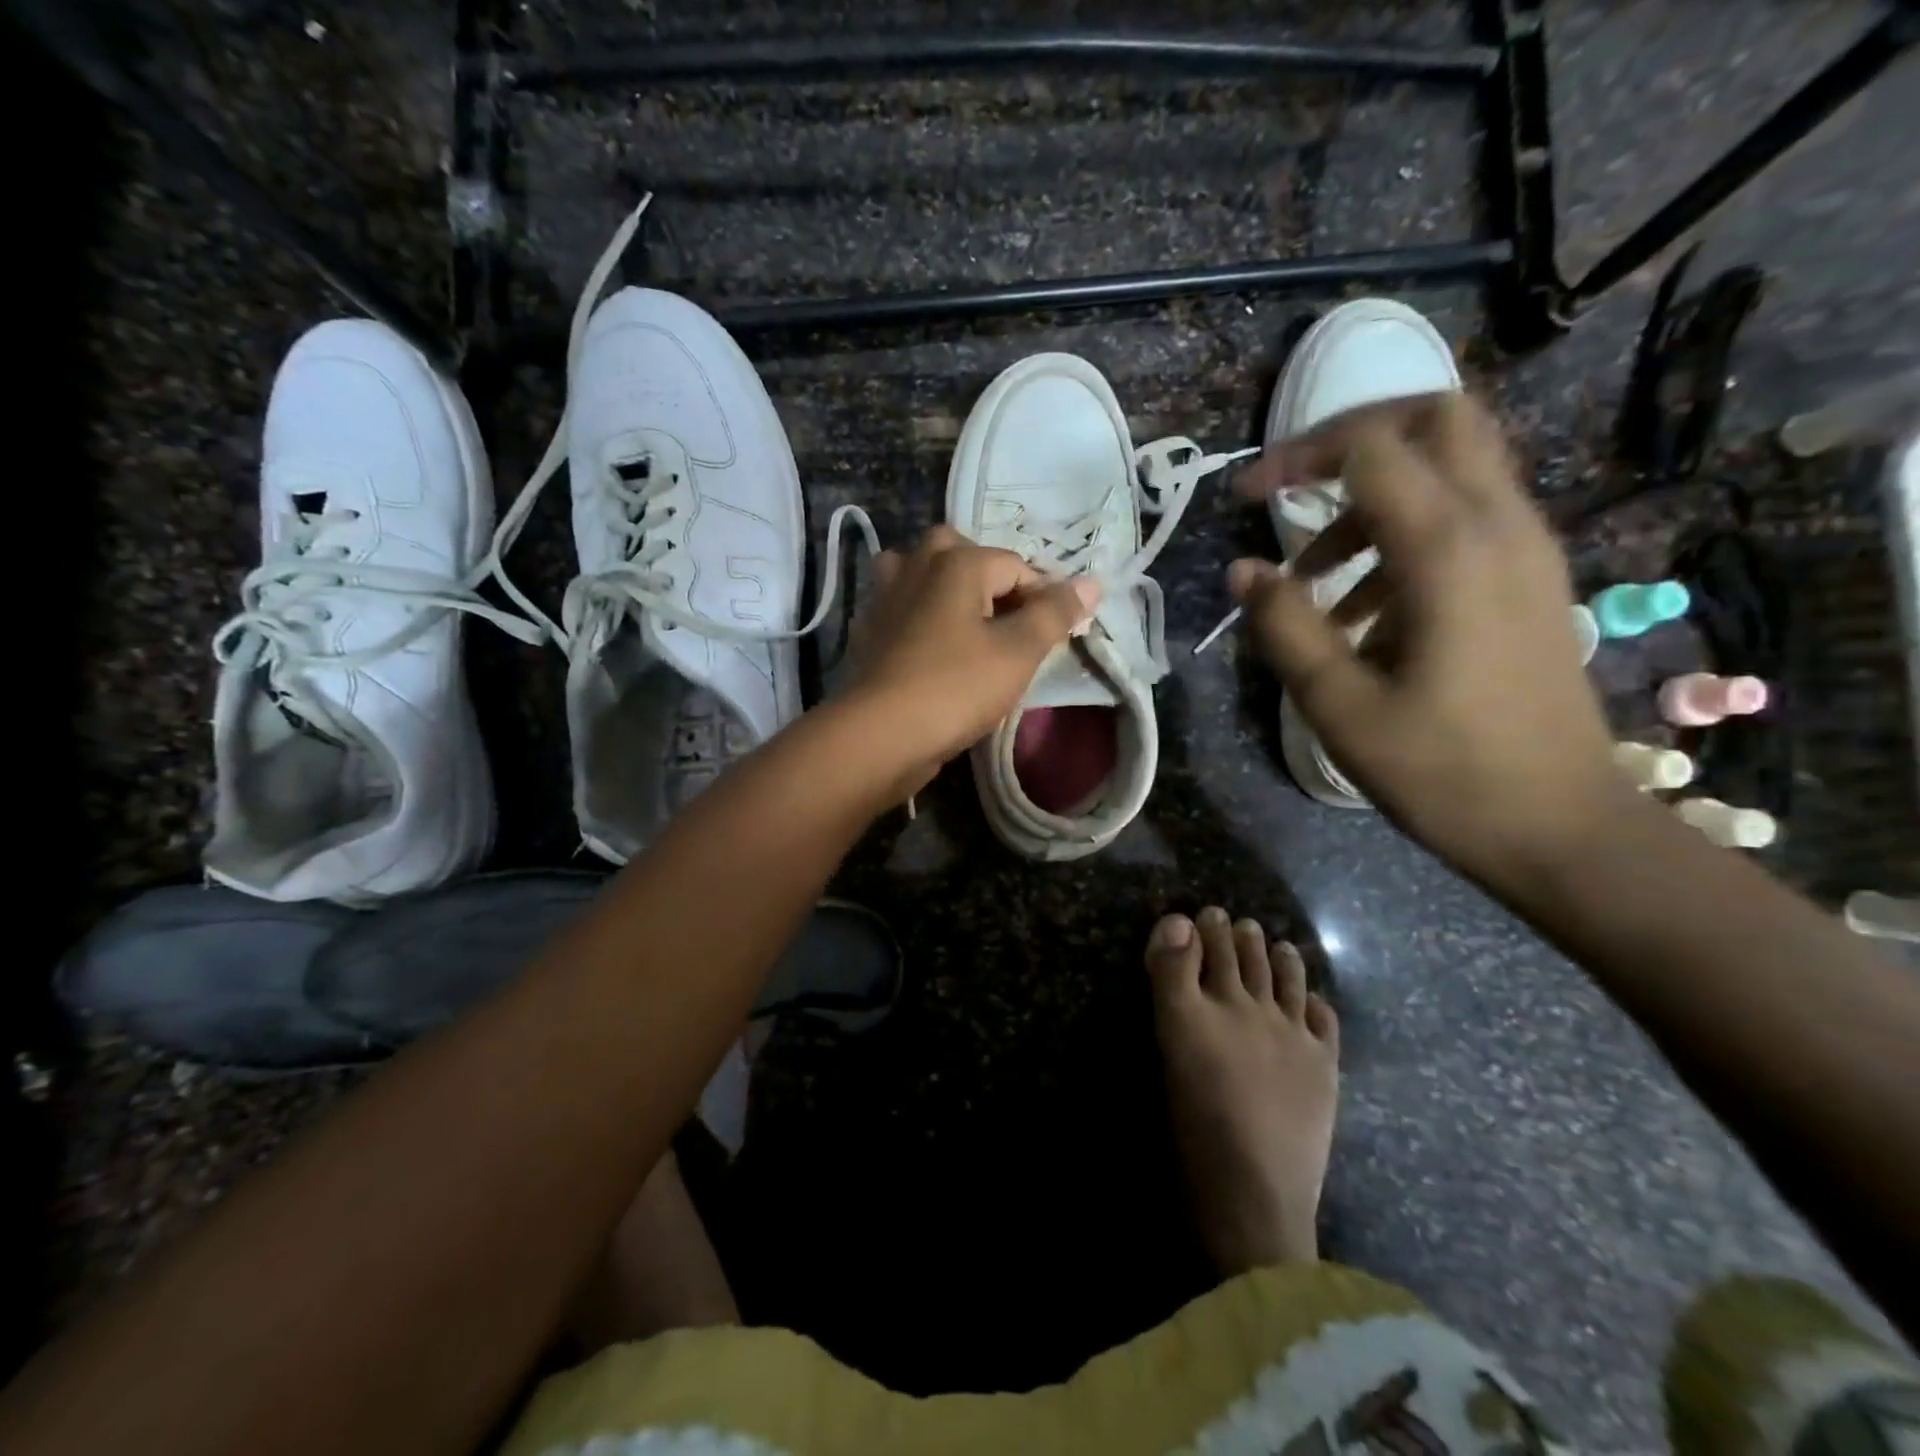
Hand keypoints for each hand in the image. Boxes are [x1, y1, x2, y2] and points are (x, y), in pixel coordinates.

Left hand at [844, 526, 1098, 794]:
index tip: (1054, 637)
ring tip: (970, 627)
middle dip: (993, 583)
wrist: (882, 734)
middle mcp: (917, 564)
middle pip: (965, 556)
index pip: (1017, 567)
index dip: (1044, 598)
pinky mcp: (870, 629)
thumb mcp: (1019, 652)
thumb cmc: (957, 687)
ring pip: (926, 575)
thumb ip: (1055, 613)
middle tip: (1010, 625)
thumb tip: (1092, 583)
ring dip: (950, 591)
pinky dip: (921, 616)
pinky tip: (933, 647)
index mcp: (957, 561)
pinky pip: (904, 607)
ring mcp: (886, 596)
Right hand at [1230, 392, 1629, 882]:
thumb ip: (1285, 626)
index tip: (1244, 498)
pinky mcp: (1529, 579)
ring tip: (1316, 579)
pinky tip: (1364, 613)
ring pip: (1452, 465)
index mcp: (1449, 552)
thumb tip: (1242, 568)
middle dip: (1352, 437)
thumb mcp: (1339, 706)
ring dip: (1371, 498)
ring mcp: (1526, 549)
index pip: (1372, 447)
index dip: (1297, 456)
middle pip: (1437, 418)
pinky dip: (1403, 534)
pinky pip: (1465, 516)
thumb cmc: (1442, 771)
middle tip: (1292, 486)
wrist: (1560, 826)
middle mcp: (1500, 527)